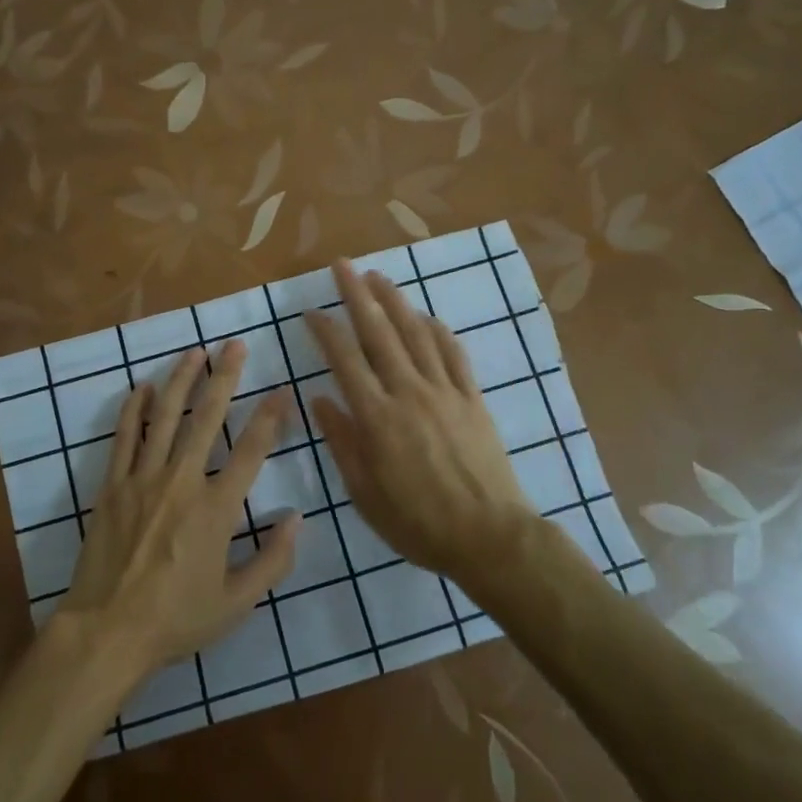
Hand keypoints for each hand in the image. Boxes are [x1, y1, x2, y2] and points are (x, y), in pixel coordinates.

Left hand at [58, 341, 298, 681]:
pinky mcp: (113, 486)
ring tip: (194, 352)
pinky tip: (142, 387)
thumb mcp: (237, 603)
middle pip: (207, 418)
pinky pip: (124, 438)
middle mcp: (182, 482)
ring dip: (181, 381)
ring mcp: (143, 479)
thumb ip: (273, 560)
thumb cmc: (176, 619)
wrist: (107, 632)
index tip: (282, 390)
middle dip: (224, 378)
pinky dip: (134, 410)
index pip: (252, 450)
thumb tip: (296, 518)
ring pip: (165, 418)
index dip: (270, 417)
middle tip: (235, 345)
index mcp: (217, 509)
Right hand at [308, 260, 533, 582]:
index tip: (311, 310)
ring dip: (396, 301)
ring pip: (416, 334)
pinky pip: (454, 354)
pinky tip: (426, 317)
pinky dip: (438, 330)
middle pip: (379, 333)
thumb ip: (342, 442)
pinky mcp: (473, 398)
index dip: (326, 331)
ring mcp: (445, 391)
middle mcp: (409, 392)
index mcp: (377, 417)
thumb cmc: (418, 522)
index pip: (345, 360)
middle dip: (358, 295)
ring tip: (378, 277)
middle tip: (343, 265)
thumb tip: (319, 399)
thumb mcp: (365, 493)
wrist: (490, 536)